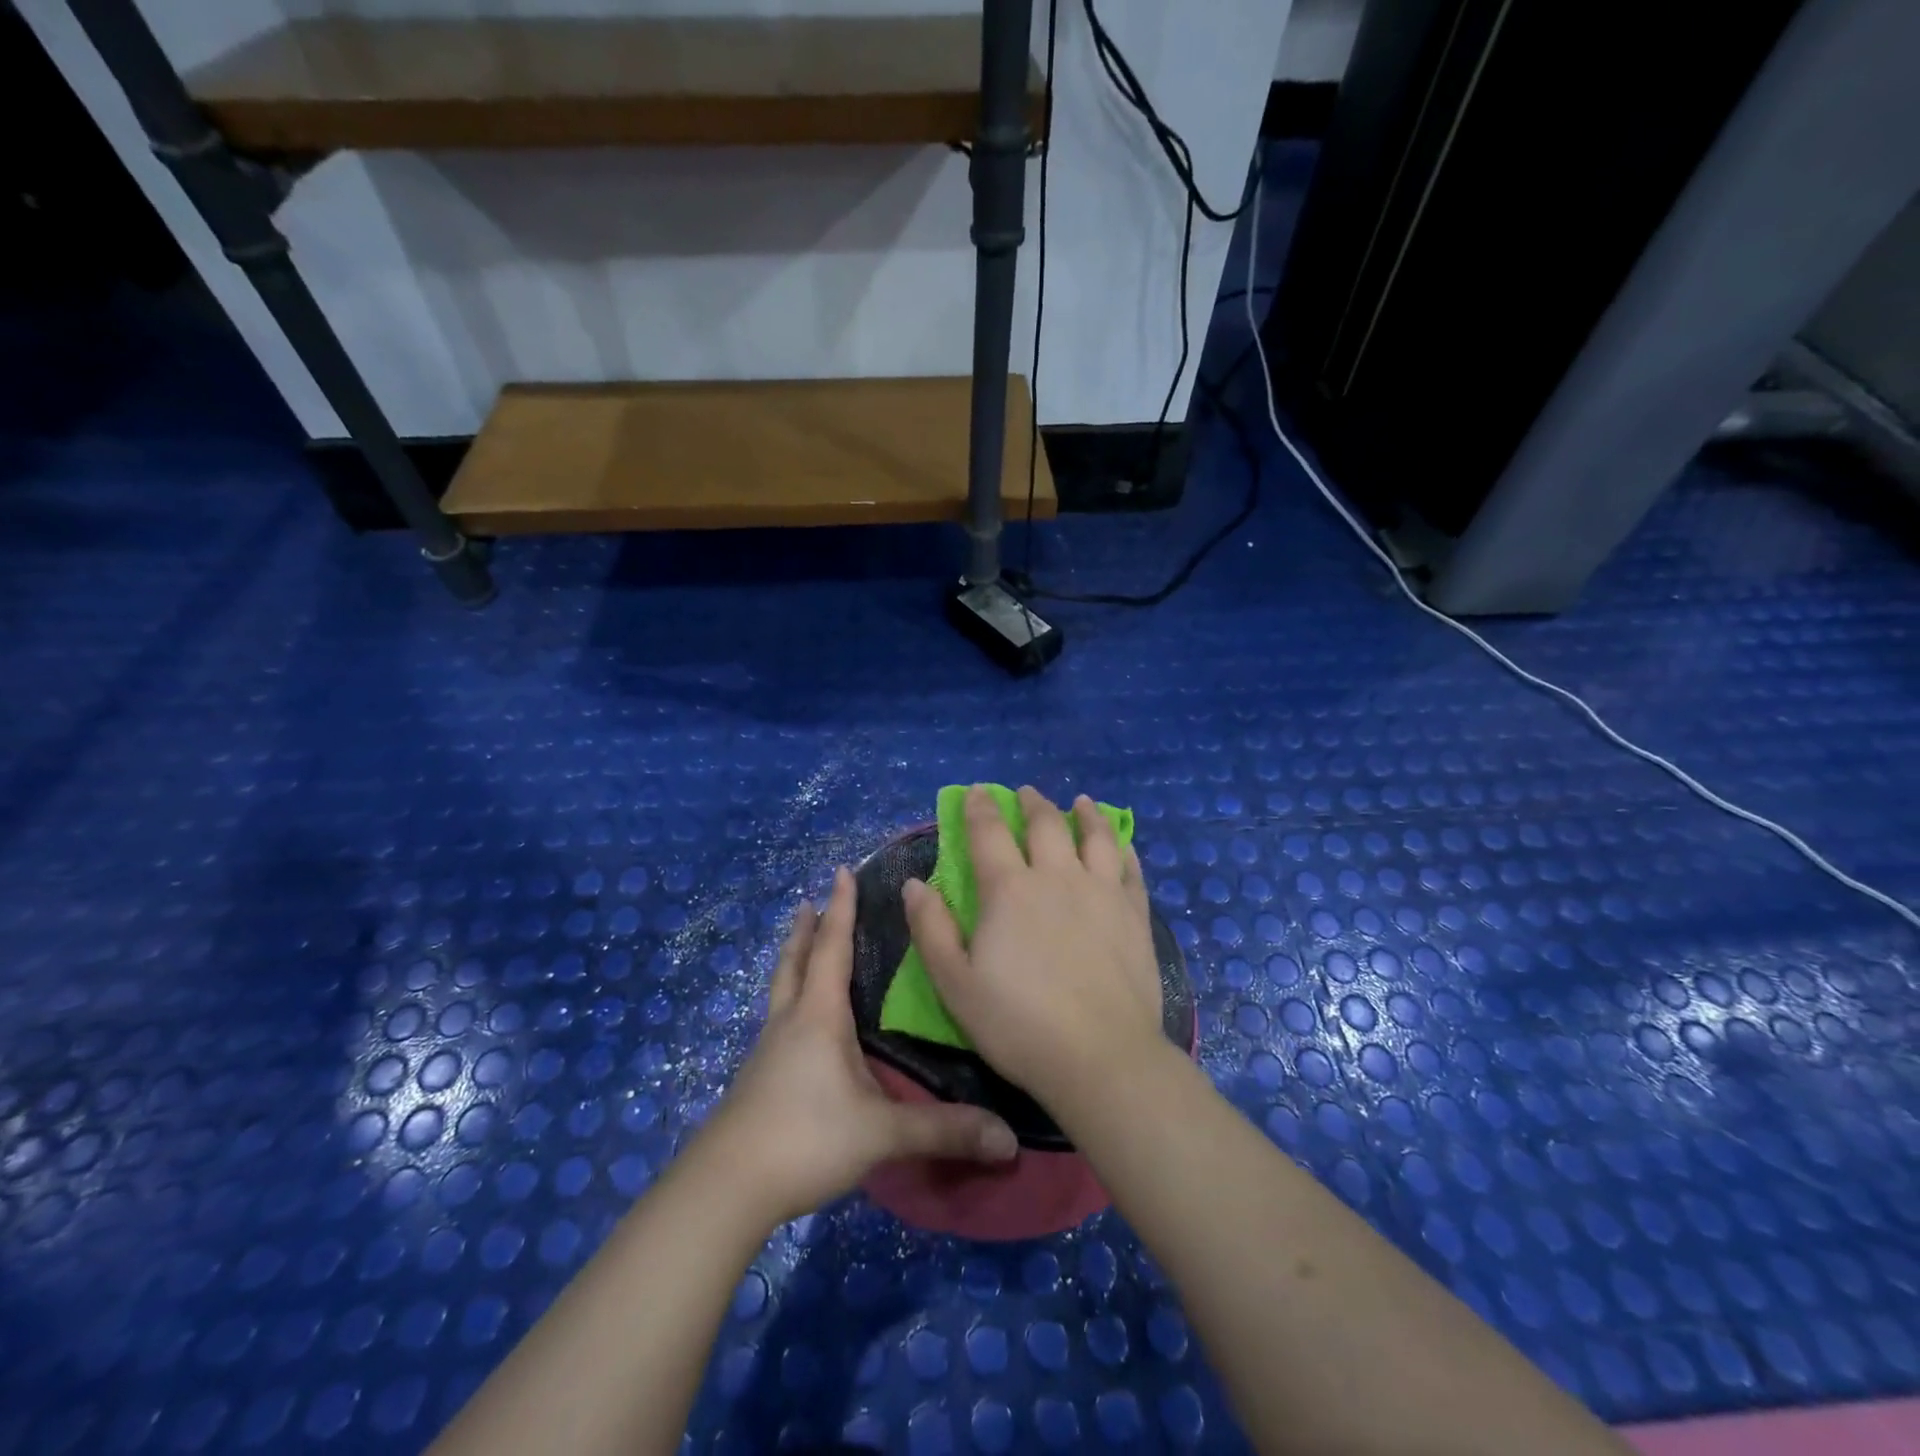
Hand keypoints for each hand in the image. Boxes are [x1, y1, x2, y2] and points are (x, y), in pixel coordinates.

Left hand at [702, 866, 1018, 1226]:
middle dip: (805, 930)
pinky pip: (776, 1022)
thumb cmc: (805, 1138)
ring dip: (792, 961)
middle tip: (808, 902)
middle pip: (796, 962)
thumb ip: (944, 1130)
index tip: (841, 871)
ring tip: (799, 947)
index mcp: (819, 1016)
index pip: (832, 948)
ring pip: (781, 990)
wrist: (726, 1187)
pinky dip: (789, 1001)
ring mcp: (767, 1051)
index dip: (840, 909)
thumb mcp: (881, 1132)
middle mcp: (790, 1022)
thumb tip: (1010, 1138)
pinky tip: (797, 1025)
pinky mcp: (757, 1079)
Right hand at [903, 785, 1166, 1118]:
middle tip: (1024, 793)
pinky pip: (1130, 870)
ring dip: (1085, 815)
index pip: (989, 833)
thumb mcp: (955, 984)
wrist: (1101, 1057)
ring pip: (1096, 837)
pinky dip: (1124, 850)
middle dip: (1031, 803)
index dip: (979, 808)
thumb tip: (915, 884)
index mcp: (1010, 890)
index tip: (976, 791)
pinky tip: (1122, 846)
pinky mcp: (1135, 915)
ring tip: (1080, 802)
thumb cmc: (1018, 1025)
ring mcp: (1102, 893)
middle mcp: (1058, 877)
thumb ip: (931, 929)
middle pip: (1045, 825)